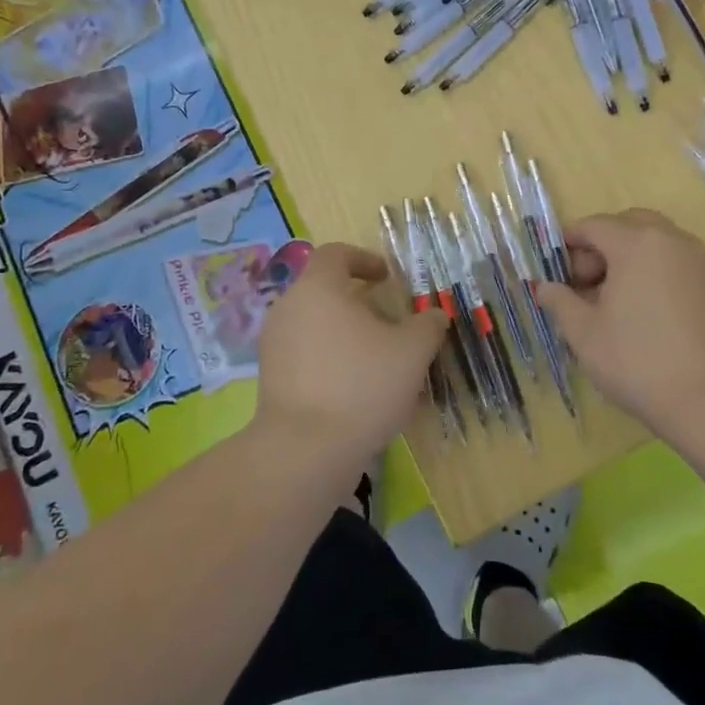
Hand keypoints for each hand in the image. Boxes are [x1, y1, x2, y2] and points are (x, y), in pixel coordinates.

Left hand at [254, 242, 448, 464]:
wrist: (305, 451)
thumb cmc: (362, 385)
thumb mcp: (412, 352)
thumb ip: (428, 324)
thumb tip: (434, 314)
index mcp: (318, 288)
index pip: (336, 253)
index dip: (364, 259)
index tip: (387, 279)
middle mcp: (289, 308)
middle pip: (325, 290)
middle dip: (359, 302)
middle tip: (389, 325)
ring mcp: (274, 344)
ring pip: (315, 324)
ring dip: (345, 333)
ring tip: (376, 361)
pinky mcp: (270, 378)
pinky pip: (305, 354)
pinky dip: (329, 359)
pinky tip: (354, 390)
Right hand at [537, 210, 704, 443]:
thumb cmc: (639, 362)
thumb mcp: (584, 334)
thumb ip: (560, 302)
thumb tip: (544, 287)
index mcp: (636, 242)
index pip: (593, 226)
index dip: (568, 245)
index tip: (555, 273)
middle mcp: (672, 239)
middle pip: (628, 225)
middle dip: (602, 247)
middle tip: (586, 285)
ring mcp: (701, 260)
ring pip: (657, 243)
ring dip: (630, 259)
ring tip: (616, 302)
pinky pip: (678, 263)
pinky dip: (657, 273)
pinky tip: (648, 314)